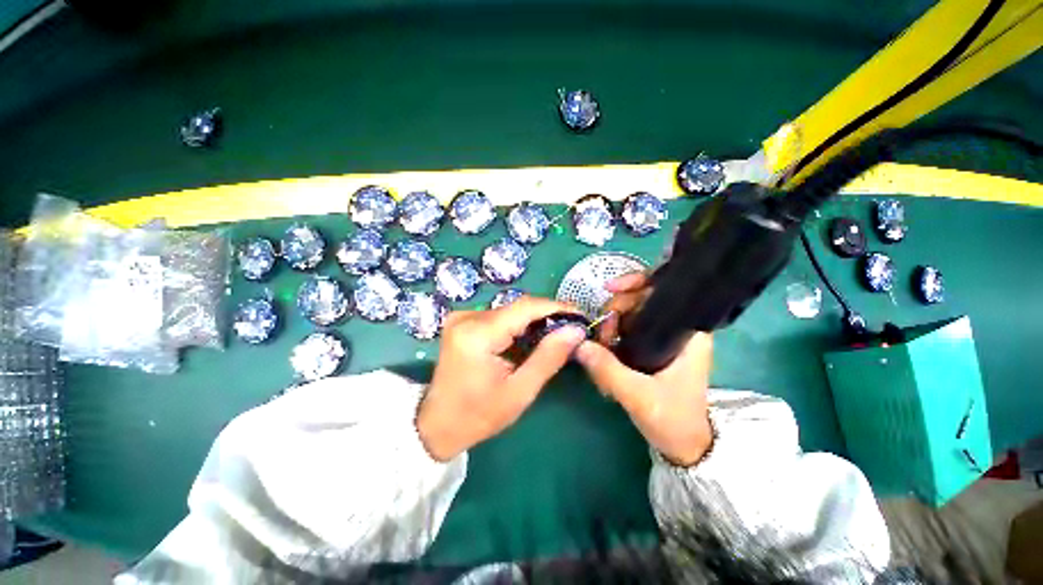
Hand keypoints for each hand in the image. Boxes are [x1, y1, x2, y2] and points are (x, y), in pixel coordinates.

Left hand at [417, 297, 587, 461]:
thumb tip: (576, 331)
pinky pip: (499, 317)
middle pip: (518, 307)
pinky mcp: (463, 322)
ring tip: (556, 335)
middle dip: (547, 316)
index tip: (580, 315)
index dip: (556, 307)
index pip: (525, 307)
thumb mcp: (519, 391)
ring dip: (534, 321)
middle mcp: (467, 317)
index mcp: (478, 334)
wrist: (437, 424)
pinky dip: (518, 326)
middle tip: (572, 329)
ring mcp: (462, 317)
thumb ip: (548, 357)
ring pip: (510, 311)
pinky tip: (531, 339)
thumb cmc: (478, 415)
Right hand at [578, 274, 713, 465]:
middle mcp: (679, 329)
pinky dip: (613, 334)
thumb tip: (579, 344)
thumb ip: (608, 370)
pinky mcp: (653, 347)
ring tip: (601, 348)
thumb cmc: (673, 420)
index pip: (666, 291)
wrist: (685, 446)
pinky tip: (603, 350)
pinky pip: (629, 329)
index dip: (638, 282)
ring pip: (632, 314)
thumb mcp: (639, 397)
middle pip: (644, 299)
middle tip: (602, 331)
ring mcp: (665, 338)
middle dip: (617, 309)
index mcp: (689, 333)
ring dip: (612, 324)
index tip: (610, 289)